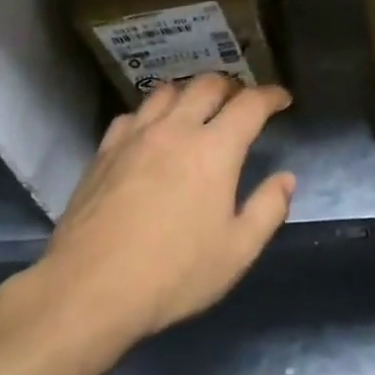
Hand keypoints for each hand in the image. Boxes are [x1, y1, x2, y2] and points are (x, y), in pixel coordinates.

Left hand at [36, 75, 295, 343]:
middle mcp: (176, 129)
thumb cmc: (173, 274)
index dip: (270, 96)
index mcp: (215, 149)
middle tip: (240, 101)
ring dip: (189, 93)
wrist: (89, 290)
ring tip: (196, 109)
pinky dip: (150, 114)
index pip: (250, 104)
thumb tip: (285, 178)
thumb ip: (268, 209)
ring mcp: (135, 137)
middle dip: (231, 86)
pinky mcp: (104, 152)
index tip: (282, 99)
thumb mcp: (237, 252)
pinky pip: (132, 115)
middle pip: (207, 85)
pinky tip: (150, 132)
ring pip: (166, 92)